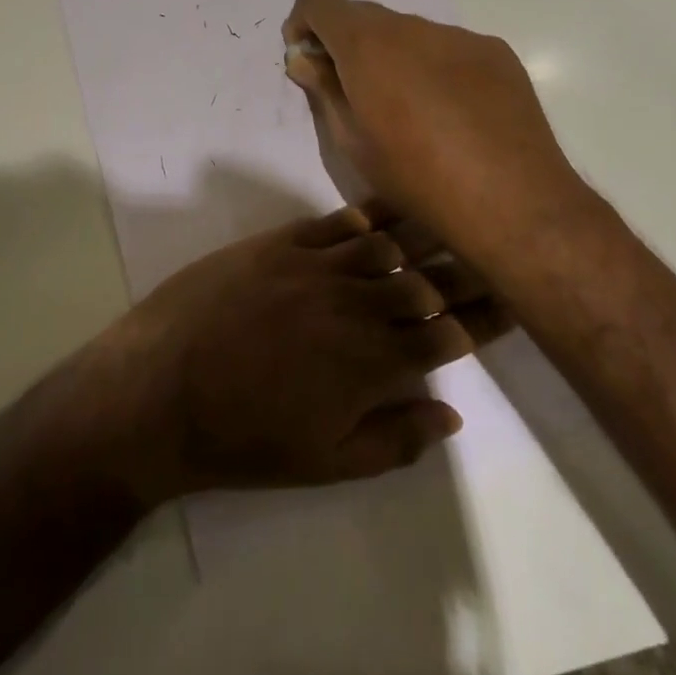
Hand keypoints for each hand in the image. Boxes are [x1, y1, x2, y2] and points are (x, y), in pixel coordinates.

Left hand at [84, 208, 506, 506]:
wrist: (162, 387)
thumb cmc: (245, 438)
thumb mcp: (327, 463)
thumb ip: (396, 438)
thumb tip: (451, 411)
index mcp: (372, 363)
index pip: (445, 333)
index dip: (484, 317)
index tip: (513, 297)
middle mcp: (354, 304)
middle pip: (424, 281)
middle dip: (465, 269)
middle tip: (496, 249)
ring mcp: (315, 266)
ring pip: (385, 245)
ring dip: (423, 234)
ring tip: (453, 217)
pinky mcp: (278, 243)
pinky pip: (334, 223)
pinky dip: (365, 217)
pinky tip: (384, 211)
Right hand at [282, 0, 590, 258]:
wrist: (512, 201)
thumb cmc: (416, 176)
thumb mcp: (352, 142)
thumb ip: (324, 90)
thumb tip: (305, 59)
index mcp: (367, 43)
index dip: (304, 23)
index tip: (309, 59)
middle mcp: (411, 26)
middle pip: (364, 16)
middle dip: (349, 45)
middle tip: (356, 94)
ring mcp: (458, 35)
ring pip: (409, 33)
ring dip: (395, 58)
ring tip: (412, 112)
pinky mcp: (495, 52)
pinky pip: (449, 48)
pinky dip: (435, 68)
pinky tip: (453, 115)